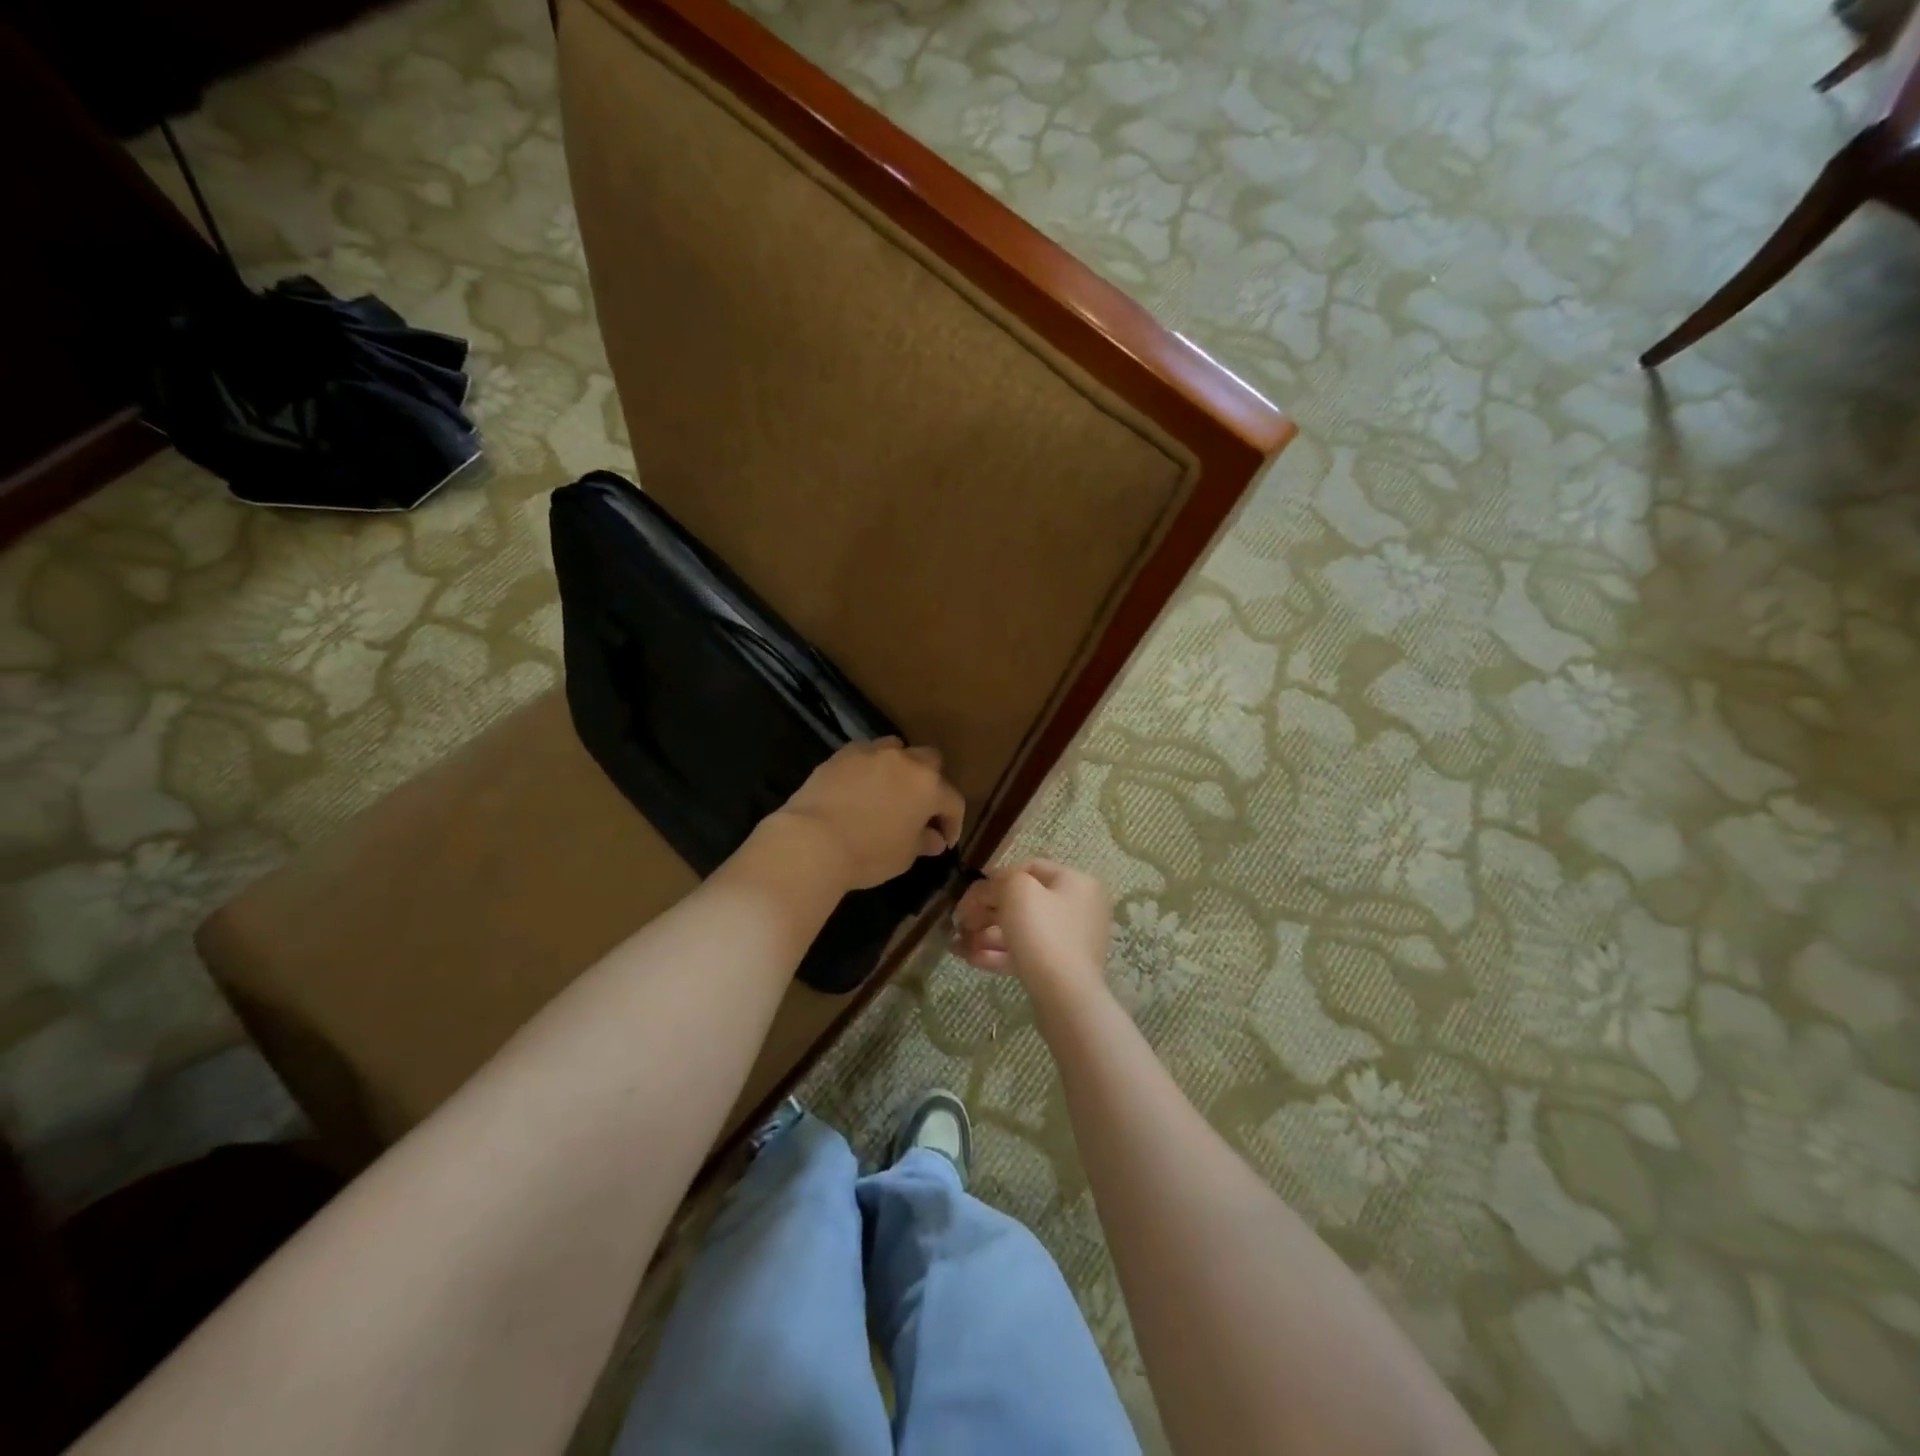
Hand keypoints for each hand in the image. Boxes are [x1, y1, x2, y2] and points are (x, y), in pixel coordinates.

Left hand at [776, 738, 965, 890]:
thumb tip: (934, 838)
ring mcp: (872, 753)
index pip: (953, 801)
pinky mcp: (842, 754)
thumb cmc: (868, 854)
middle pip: (930, 762)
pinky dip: (869, 766)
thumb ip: (923, 842)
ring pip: (897, 749)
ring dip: (900, 767)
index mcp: (928, 786)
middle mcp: (905, 761)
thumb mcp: (903, 856)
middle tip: (920, 808)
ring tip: (889, 790)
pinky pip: (865, 753)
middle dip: (930, 782)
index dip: (953, 823)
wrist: (813, 841)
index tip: (943, 841)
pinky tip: (860, 786)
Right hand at [954, 859, 1110, 1002]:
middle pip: (1023, 901)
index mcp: (1076, 883)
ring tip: (959, 945)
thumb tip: (987, 888)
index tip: (970, 894)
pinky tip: (971, 959)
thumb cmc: (1043, 932)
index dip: (996, 877)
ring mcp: (1071, 941)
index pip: (1030, 868)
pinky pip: (1026, 953)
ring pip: (1021, 930)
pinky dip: (998, 954)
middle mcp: (1078, 908)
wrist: (1066, 996)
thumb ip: (998, 881)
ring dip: (986, 934)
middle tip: (960, 923)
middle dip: (986, 911)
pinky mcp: (1060, 969)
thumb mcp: (1016, 891)